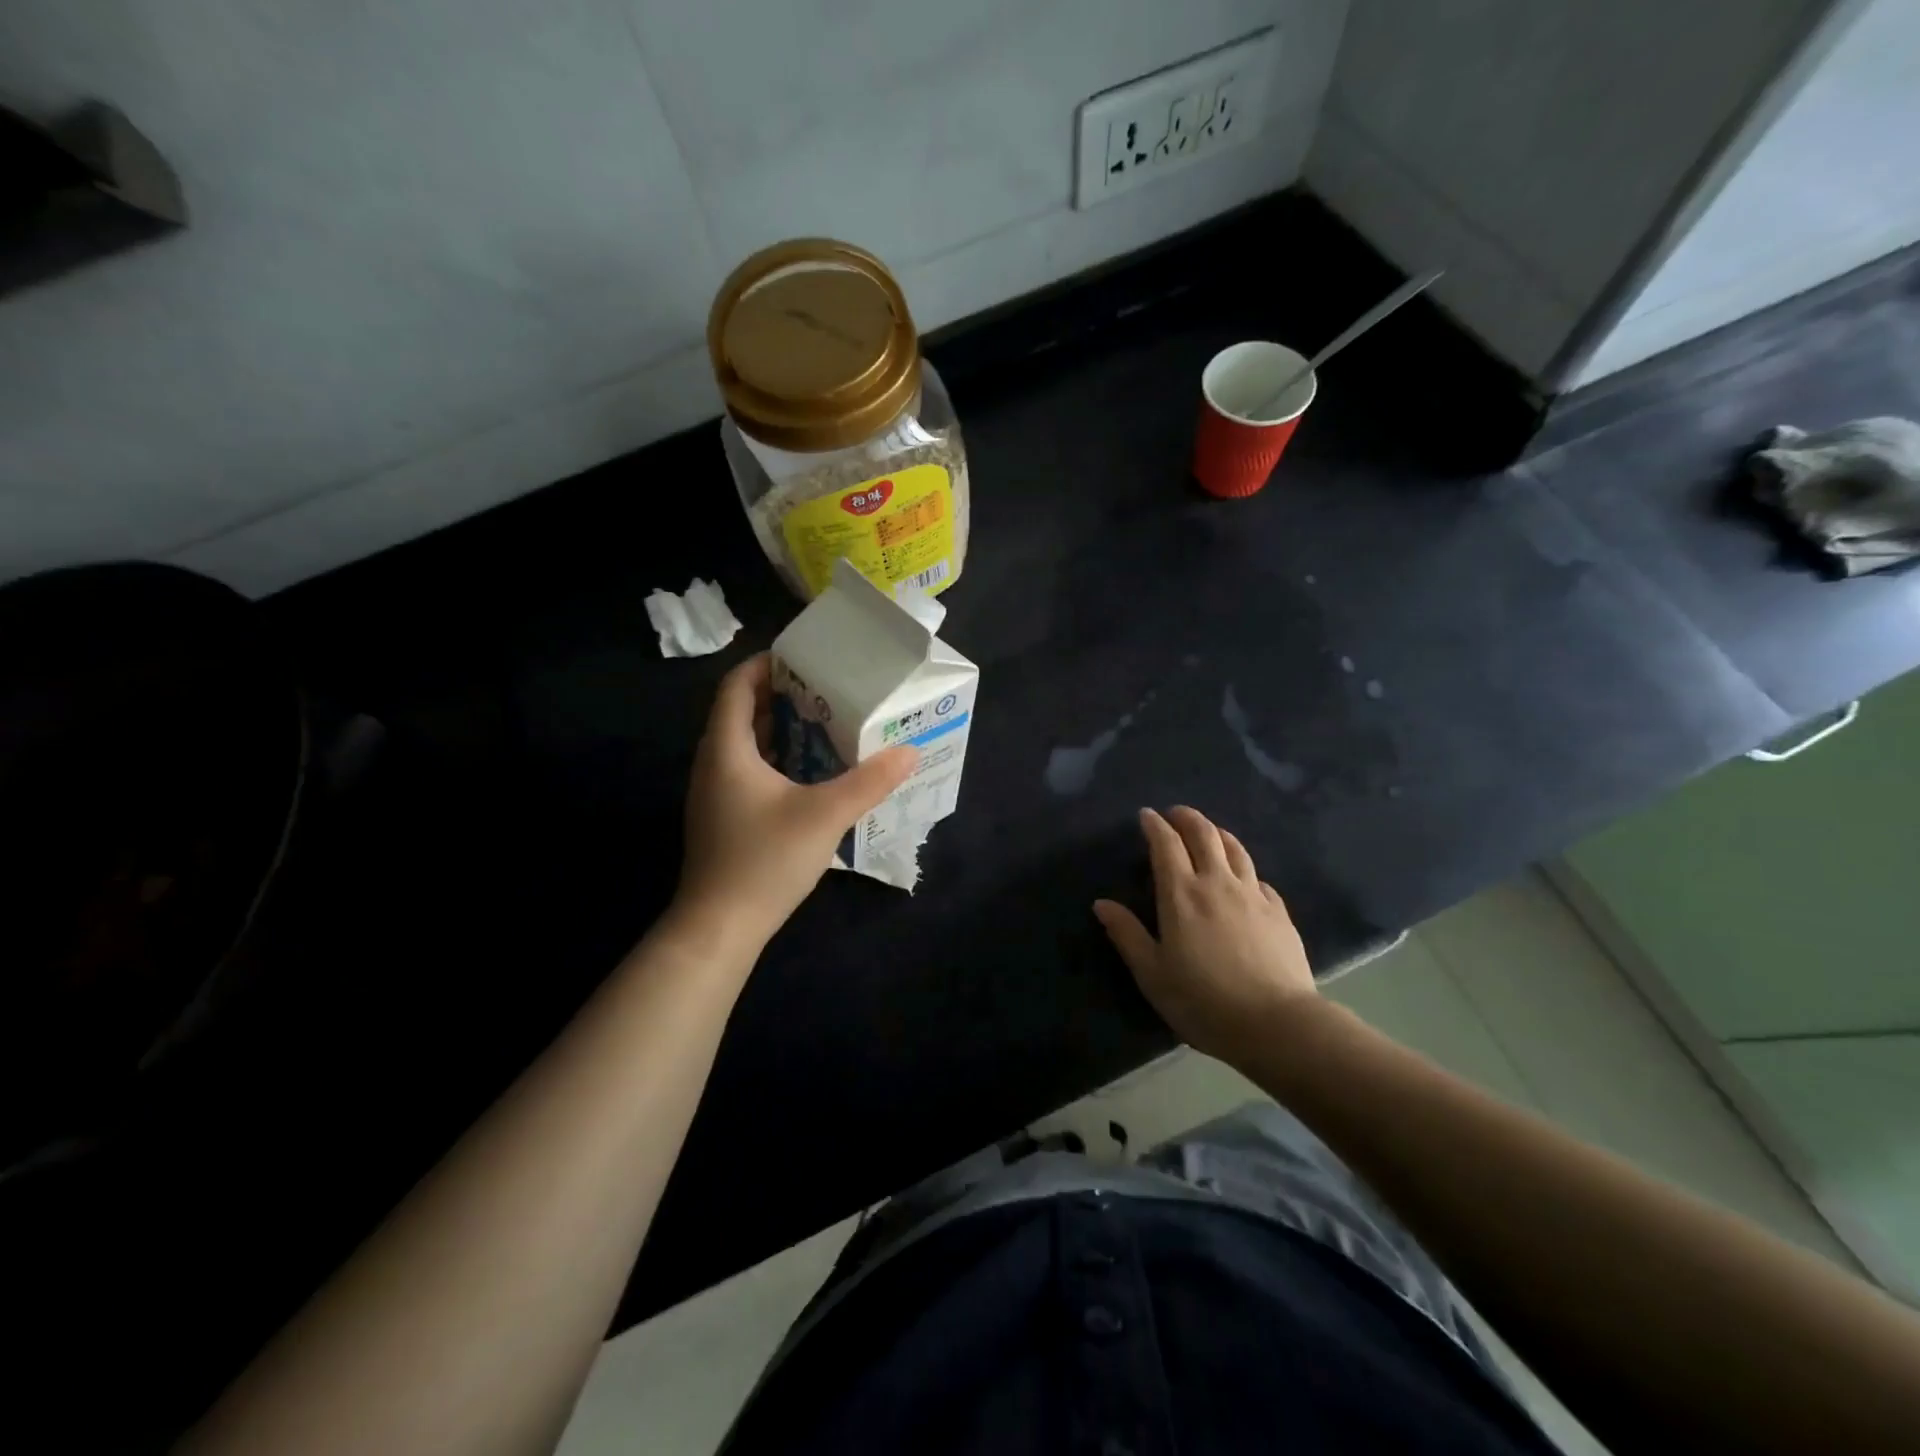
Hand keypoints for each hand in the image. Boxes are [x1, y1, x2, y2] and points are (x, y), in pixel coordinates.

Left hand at [674, 653, 916, 954]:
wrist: (719, 927)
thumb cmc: (765, 860)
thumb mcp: (825, 815)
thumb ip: (869, 781)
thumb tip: (909, 751)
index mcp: (727, 750)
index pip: (735, 687)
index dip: (763, 665)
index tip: (801, 657)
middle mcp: (713, 764)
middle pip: (741, 713)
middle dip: (781, 695)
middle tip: (826, 689)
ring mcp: (715, 794)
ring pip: (745, 745)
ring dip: (780, 729)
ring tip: (825, 723)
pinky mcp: (723, 818)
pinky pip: (748, 771)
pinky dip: (776, 759)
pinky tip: (811, 773)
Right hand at [1093, 806, 1317, 1062]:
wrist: (1276, 1024)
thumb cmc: (1203, 1001)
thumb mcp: (1153, 974)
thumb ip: (1127, 934)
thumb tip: (1102, 903)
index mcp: (1181, 894)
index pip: (1166, 845)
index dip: (1155, 825)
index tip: (1146, 815)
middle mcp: (1217, 883)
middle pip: (1204, 834)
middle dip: (1187, 818)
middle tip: (1175, 814)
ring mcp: (1253, 895)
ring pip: (1235, 849)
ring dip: (1217, 833)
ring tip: (1209, 832)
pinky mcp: (1279, 912)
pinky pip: (1258, 877)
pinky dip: (1244, 868)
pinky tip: (1243, 878)